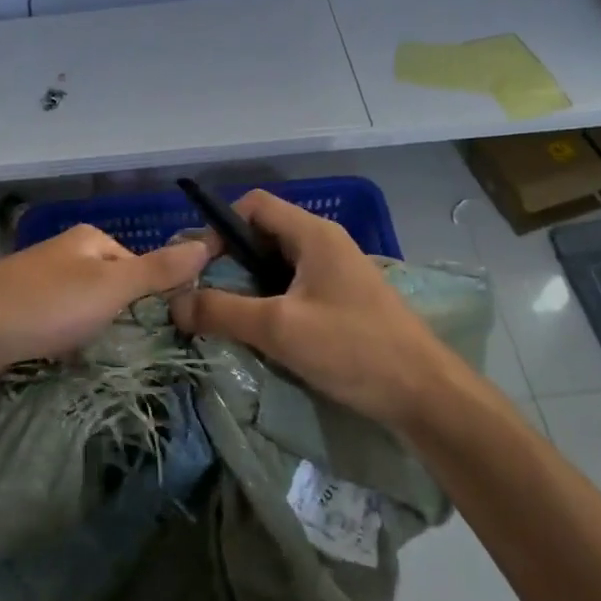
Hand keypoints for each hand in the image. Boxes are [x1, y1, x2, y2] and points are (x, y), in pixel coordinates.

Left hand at [0, 225, 210, 398]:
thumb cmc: (45, 305)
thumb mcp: (111, 286)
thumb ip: (159, 269)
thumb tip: (209, 242)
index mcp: (89, 238)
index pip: (140, 263)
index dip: (152, 295)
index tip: (159, 330)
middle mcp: (65, 252)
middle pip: (113, 285)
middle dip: (120, 316)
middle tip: (126, 347)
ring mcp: (39, 280)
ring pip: (86, 306)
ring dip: (94, 331)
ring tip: (96, 356)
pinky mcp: (19, 309)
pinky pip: (59, 322)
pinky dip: (67, 339)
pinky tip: (64, 357)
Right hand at [169, 191, 462, 430]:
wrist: (425, 394)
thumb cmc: (353, 348)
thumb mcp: (279, 329)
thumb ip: (222, 311)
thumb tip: (174, 304)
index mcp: (313, 233)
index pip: (253, 205)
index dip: (220, 228)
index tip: (200, 267)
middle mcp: (325, 243)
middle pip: (263, 235)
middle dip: (230, 262)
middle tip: (205, 297)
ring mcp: (337, 273)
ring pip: (278, 265)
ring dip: (250, 287)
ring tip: (229, 319)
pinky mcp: (344, 301)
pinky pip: (296, 288)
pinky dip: (273, 303)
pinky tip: (264, 335)